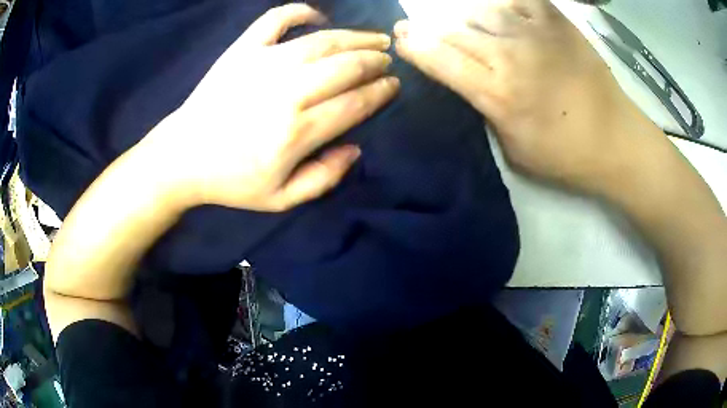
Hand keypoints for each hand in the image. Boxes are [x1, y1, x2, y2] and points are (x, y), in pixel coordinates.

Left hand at [144, 4, 399, 210]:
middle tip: (388, 60)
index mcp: (296, 132)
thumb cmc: (231, 181)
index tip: (394, 85)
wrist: (182, 158)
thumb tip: (356, 148)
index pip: (355, 104)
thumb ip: (324, 178)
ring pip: (322, 41)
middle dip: (375, 62)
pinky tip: (318, 16)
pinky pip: (276, 19)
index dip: (381, 92)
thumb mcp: (281, 199)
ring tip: (376, 37)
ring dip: (356, 37)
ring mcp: (262, 64)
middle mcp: (285, 92)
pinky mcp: (242, 50)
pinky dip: (300, 11)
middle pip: (346, 67)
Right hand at [394, 0, 649, 193]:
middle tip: (418, 29)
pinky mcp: (556, 22)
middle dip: (429, 30)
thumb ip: (485, 110)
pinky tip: (503, 15)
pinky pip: (517, 0)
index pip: (440, 59)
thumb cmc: (564, 154)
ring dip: (467, 22)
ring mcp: (534, 33)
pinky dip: (503, 6)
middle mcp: (510, 55)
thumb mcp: (513, 148)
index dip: (414, 46)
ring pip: (480, 12)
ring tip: (471, 32)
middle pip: (454, 31)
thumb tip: (467, 80)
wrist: (615, 139)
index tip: (401, 37)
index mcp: (497, 93)